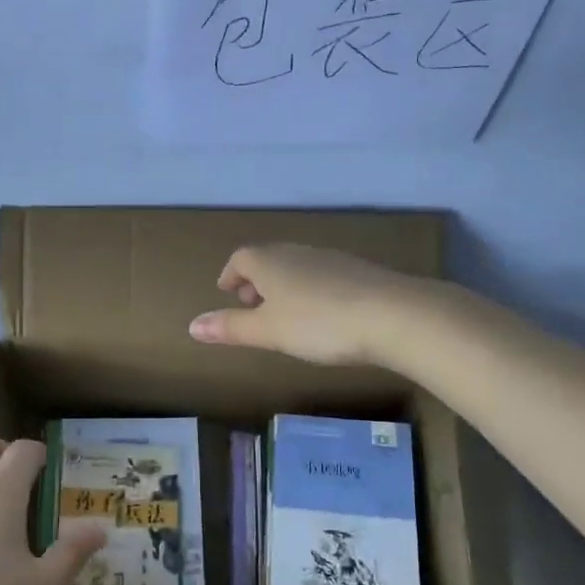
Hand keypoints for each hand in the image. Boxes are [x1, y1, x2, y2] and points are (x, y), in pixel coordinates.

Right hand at [188, 243, 430, 364]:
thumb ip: (231, 328)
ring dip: (284, 286)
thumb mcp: (268, 331)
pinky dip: (311, 290)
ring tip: (285, 314)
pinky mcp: (359, 272)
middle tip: (252, 306)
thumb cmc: (319, 323)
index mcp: (270, 262)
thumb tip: (191, 326)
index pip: (241, 258)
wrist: (393, 315)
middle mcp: (298, 253)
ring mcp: (332, 259)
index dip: (231, 275)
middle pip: (269, 259)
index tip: (228, 293)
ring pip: (297, 266)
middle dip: (256, 280)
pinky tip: (322, 315)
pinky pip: (323, 276)